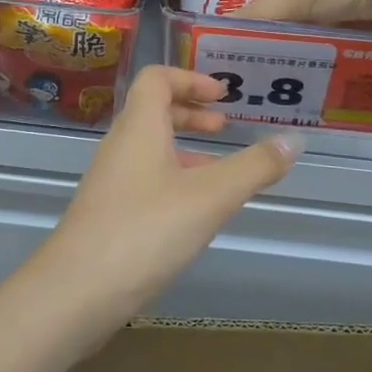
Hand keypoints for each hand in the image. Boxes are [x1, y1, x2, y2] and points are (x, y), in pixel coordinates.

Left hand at [36, 66, 299, 315]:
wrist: (76, 292)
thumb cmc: (145, 230)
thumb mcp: (210, 197)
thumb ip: (254, 167)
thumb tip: (295, 139)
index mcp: (139, 127)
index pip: (156, 78)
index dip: (190, 78)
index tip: (223, 96)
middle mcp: (120, 147)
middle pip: (152, 112)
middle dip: (190, 113)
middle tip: (224, 127)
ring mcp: (110, 182)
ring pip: (149, 149)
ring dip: (184, 149)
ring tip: (220, 172)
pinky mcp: (107, 214)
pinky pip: (144, 180)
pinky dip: (173, 180)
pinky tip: (195, 213)